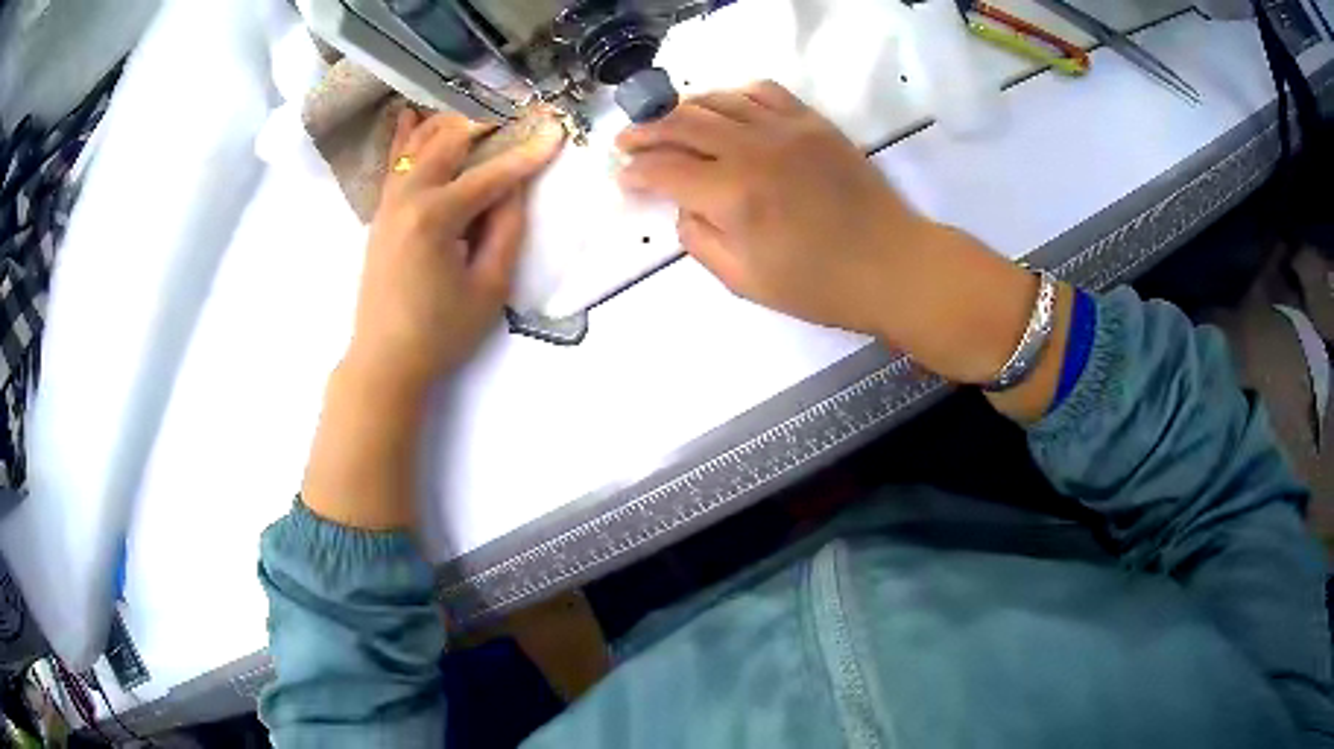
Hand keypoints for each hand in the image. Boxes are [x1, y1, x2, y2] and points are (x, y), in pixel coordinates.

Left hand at [346, 109, 565, 392]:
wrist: (384, 361)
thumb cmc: (440, 333)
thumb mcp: (488, 288)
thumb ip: (506, 231)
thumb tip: (516, 188)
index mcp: (435, 217)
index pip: (490, 174)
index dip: (527, 153)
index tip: (557, 129)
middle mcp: (408, 198)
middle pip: (450, 141)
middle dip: (488, 120)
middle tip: (520, 109)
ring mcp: (389, 203)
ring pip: (419, 144)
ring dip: (451, 120)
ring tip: (481, 106)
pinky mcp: (381, 214)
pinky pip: (396, 163)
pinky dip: (408, 136)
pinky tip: (414, 114)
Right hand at [615, 81, 1036, 385]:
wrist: (893, 264)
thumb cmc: (820, 286)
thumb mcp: (746, 282)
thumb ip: (700, 240)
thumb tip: (683, 206)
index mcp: (733, 195)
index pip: (664, 168)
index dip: (635, 171)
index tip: (623, 176)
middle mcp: (752, 149)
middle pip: (681, 123)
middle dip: (645, 131)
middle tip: (627, 140)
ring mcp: (785, 128)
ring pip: (717, 101)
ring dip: (682, 109)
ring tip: (668, 123)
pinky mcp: (813, 122)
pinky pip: (763, 91)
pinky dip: (733, 96)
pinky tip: (725, 110)